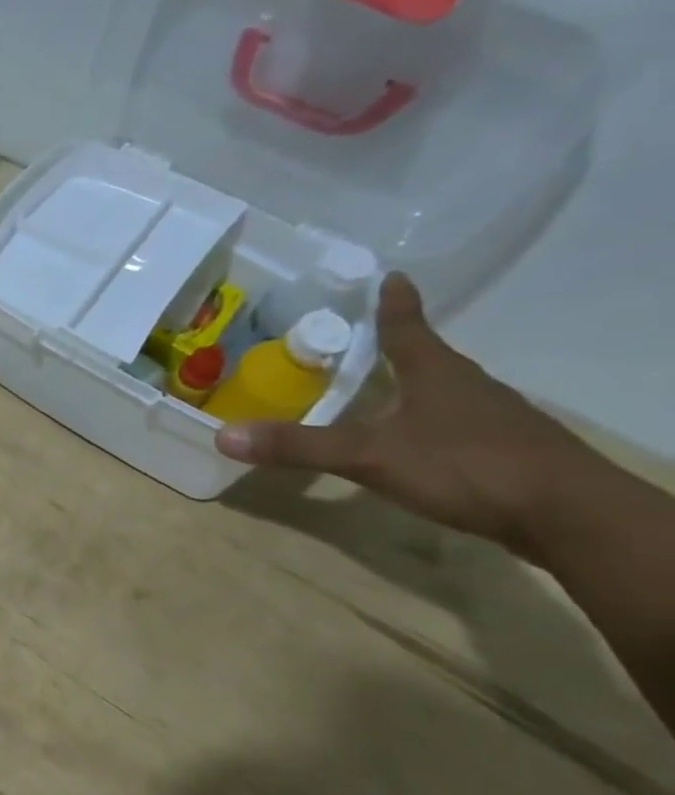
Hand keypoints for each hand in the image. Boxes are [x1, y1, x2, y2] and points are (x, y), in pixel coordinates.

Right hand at [214, 273, 590, 552]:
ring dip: (415, 388)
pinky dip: (432, 424)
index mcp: (437, 374)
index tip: (392, 276)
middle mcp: (469, 387)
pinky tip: (419, 443)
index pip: (408, 329)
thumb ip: (298, 447)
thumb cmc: (467, 467)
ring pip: (446, 393)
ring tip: (383, 392)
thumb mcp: (369, 456)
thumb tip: (223, 436)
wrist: (571, 517)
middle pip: (429, 359)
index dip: (395, 304)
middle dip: (399, 348)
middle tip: (365, 340)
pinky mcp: (509, 453)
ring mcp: (495, 420)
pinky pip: (459, 425)